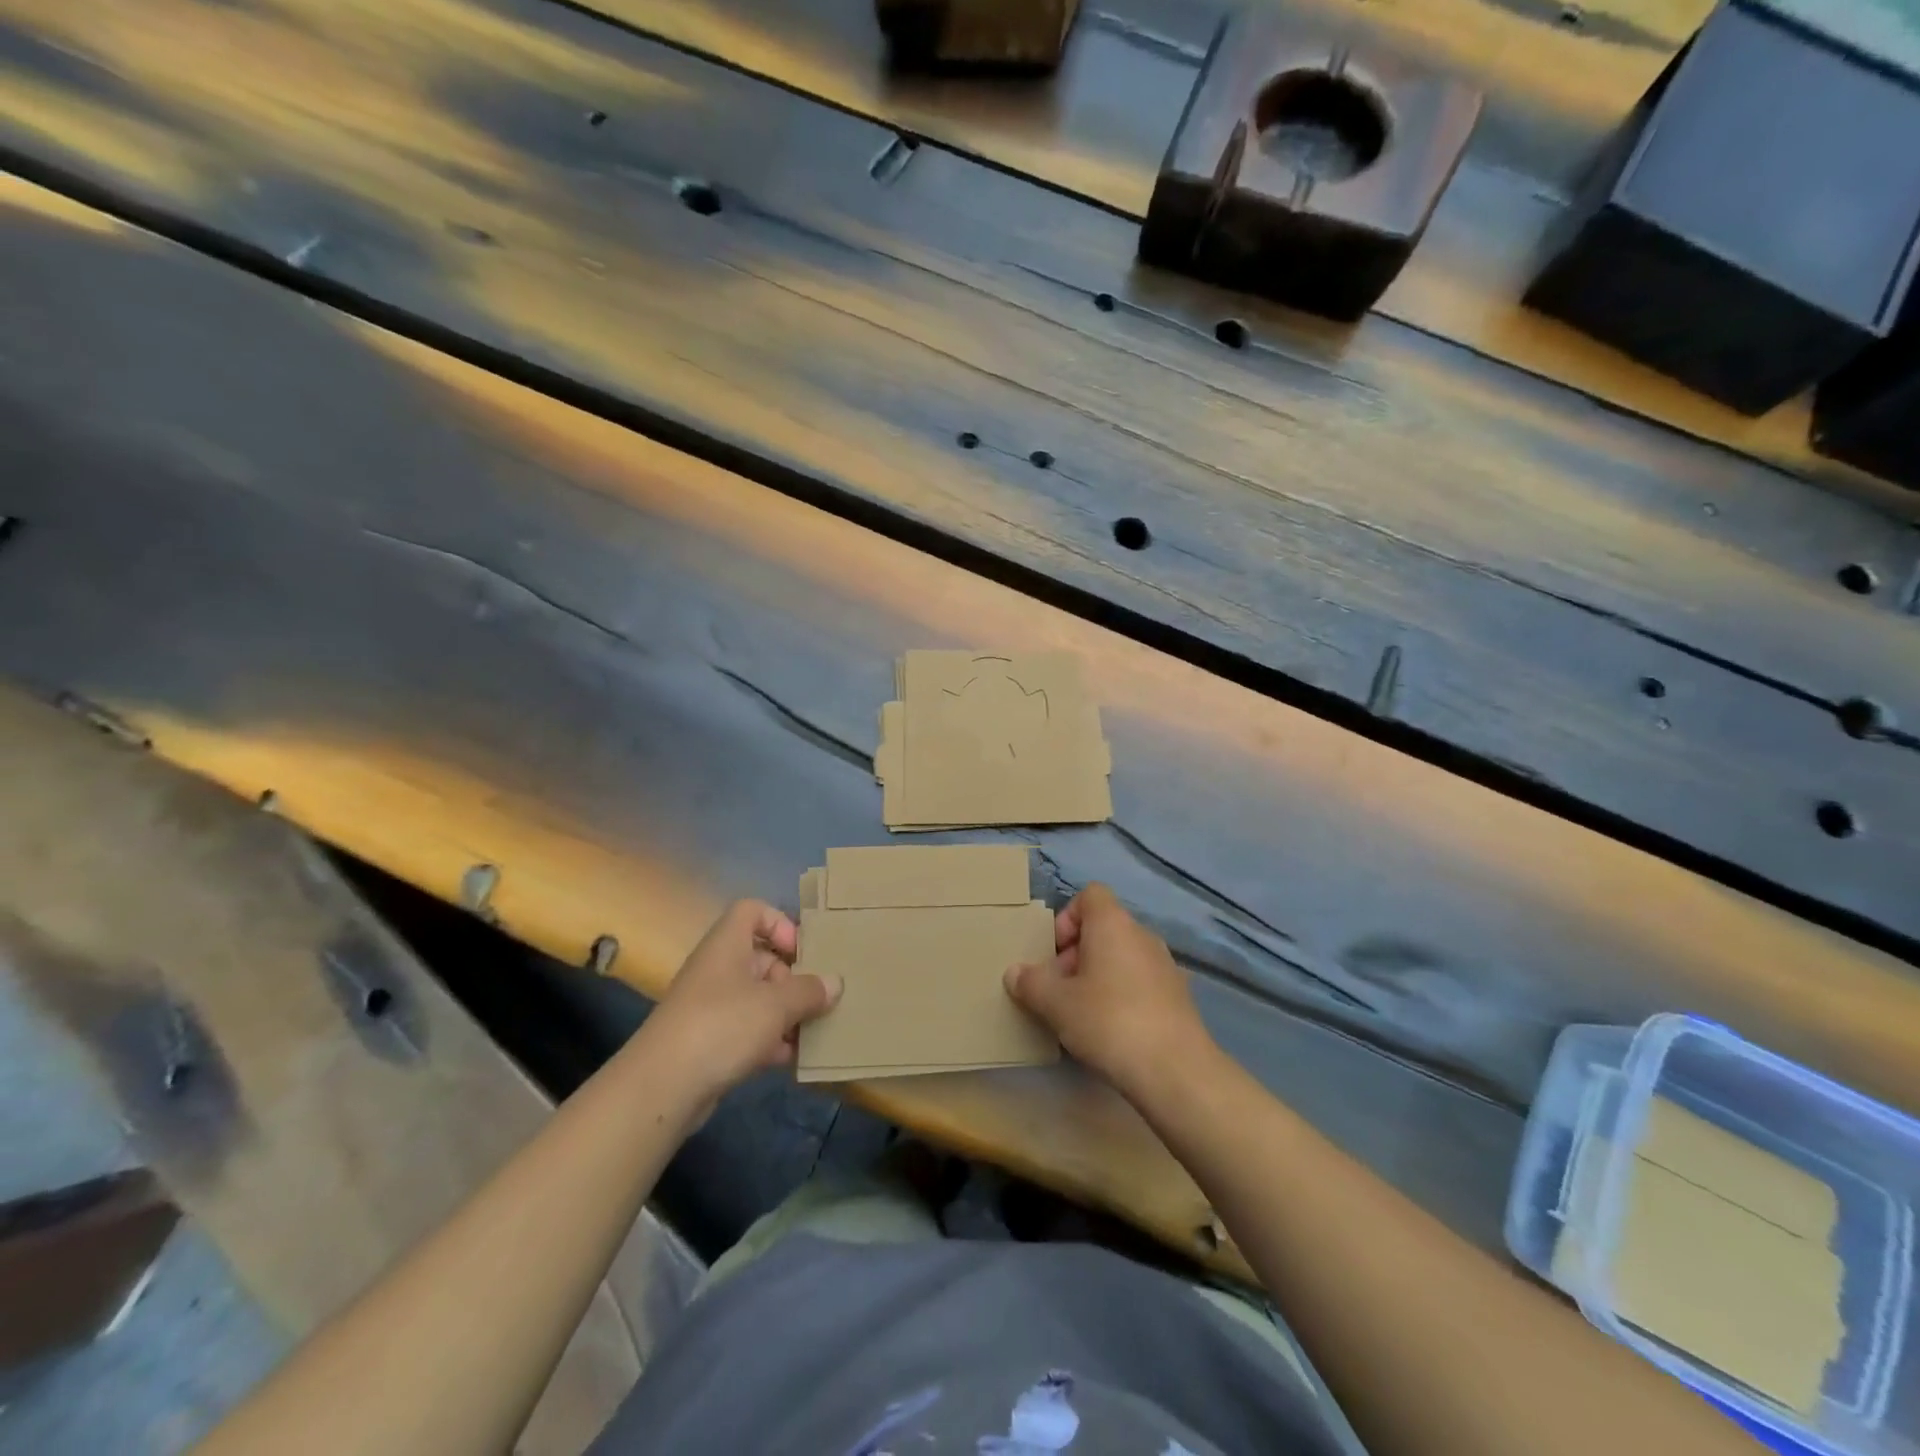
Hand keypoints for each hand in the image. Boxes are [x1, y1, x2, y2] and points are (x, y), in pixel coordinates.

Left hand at [643, 900, 841, 1110]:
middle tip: (816, 998)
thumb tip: (835, 983)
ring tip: (813, 1031)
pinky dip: (770, 1040)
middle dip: (792, 978)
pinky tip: (792, 1058)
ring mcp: (711, 1007)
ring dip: (786, 1013)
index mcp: (727, 945)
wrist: (661, 1087)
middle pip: (761, 958)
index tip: (801, 952)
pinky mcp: (708, 1042)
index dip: (779, 923)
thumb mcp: (776, 1004)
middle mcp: (718, 969)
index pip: (752, 911)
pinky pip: (747, 1030)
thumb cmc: (723, 1025)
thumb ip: (809, 991)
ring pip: (757, 998)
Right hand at [1005, 884, 1214, 1097]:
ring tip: (1081, 1015)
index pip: (1090, 895)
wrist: (1175, 1070)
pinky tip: (1111, 1032)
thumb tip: (1014, 973)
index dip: (1067, 918)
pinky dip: (1122, 996)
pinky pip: (1140, 983)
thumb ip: (1031, 983)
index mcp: (1113, 924)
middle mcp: (1142, 935)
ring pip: (1121, 957)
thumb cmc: (1108, 1021)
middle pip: (1103, 929)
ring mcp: (1165, 966)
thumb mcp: (1056, 1004)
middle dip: (1076, 955)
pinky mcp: (1179, 997)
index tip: (1054, 954)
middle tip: (1059, 991)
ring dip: (1098, 977)